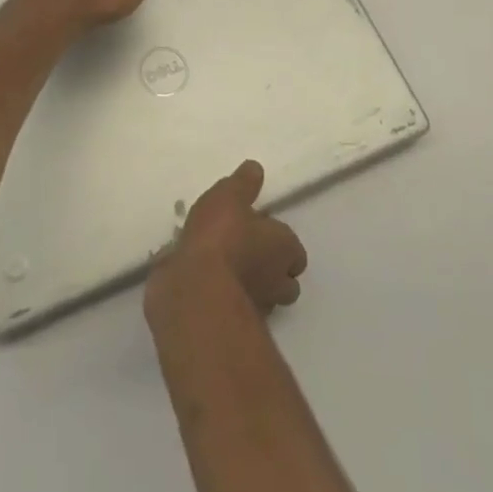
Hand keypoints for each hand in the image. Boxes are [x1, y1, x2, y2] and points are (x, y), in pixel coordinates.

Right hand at [148, 160, 307, 321]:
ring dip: (251, 286)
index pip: (295, 250)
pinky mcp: (232, 323)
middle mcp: (277, 280)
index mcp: (283, 247)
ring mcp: (258, 307)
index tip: (262, 231)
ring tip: (226, 268)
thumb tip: (255, 168)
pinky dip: (226, 297)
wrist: (196, 288)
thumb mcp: (229, 195)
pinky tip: (207, 283)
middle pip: (286, 281)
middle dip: (273, 270)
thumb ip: (244, 183)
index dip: (281, 241)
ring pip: (264, 298)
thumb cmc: (221, 235)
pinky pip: (234, 308)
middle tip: (248, 251)